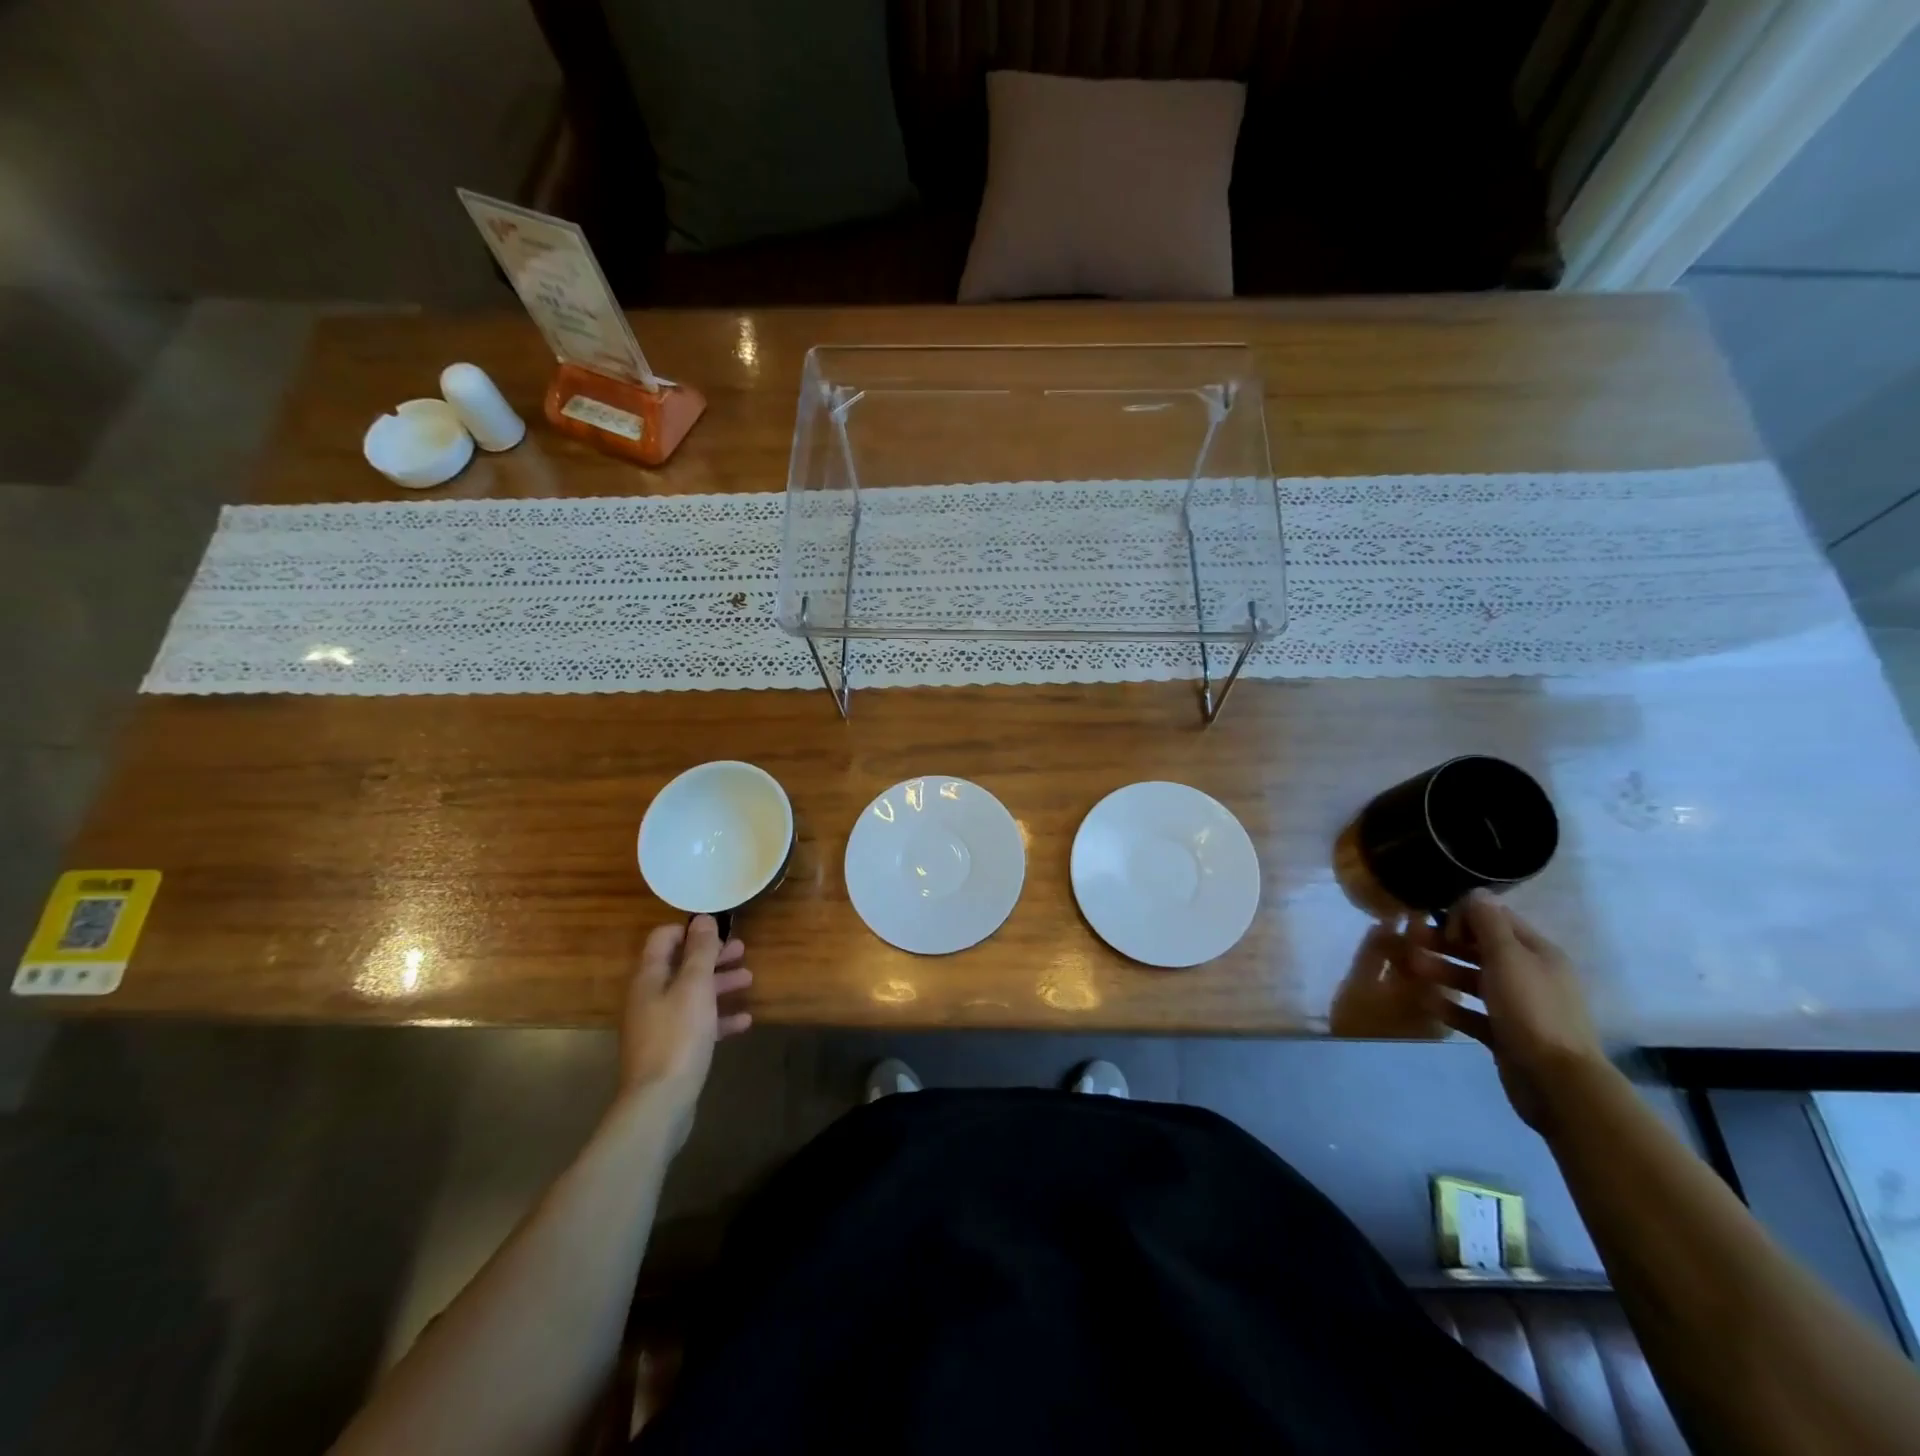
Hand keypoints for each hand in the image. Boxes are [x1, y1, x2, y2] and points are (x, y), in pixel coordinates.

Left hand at [619, 917, 752, 1139]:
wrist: (659, 1103)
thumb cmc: (678, 1037)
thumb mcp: (694, 987)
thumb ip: (700, 952)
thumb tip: (702, 919)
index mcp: (649, 978)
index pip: (663, 939)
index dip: (689, 930)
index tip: (718, 930)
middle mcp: (649, 998)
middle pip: (680, 966)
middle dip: (711, 957)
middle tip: (742, 951)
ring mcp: (658, 1026)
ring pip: (691, 995)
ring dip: (719, 984)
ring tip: (749, 980)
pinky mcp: (671, 1050)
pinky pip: (697, 1024)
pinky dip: (719, 1017)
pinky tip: (744, 1020)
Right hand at [1404, 890, 1603, 1132]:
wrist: (1556, 1081)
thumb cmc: (1531, 1010)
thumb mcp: (1507, 958)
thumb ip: (1488, 923)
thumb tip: (1476, 892)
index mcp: (1538, 953)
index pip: (1497, 919)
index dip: (1466, 915)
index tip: (1437, 922)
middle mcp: (1531, 975)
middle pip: (1482, 949)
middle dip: (1446, 943)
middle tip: (1410, 942)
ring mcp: (1519, 1007)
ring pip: (1474, 980)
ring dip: (1443, 971)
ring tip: (1411, 969)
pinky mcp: (1506, 1034)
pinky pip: (1473, 1013)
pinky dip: (1451, 1006)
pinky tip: (1426, 1001)